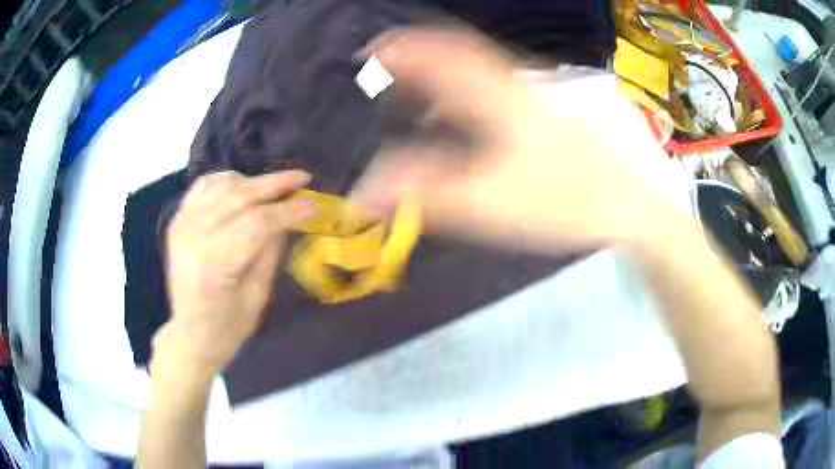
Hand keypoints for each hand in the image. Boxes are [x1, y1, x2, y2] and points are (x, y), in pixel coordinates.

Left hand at [154, 170, 313, 373]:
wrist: (191, 334)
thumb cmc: (228, 327)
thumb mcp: (257, 295)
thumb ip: (270, 251)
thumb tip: (288, 217)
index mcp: (214, 264)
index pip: (257, 223)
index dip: (288, 210)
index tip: (313, 204)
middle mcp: (193, 236)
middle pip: (239, 196)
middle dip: (275, 185)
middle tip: (302, 178)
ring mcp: (182, 224)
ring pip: (222, 185)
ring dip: (252, 181)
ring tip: (275, 186)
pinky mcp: (178, 221)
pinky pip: (203, 186)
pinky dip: (225, 180)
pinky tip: (242, 186)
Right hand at [360, 29, 669, 252]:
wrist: (627, 207)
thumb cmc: (564, 202)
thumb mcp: (490, 203)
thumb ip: (425, 194)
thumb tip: (368, 191)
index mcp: (498, 96)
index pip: (440, 53)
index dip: (401, 47)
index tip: (370, 50)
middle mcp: (516, 84)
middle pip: (459, 50)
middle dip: (417, 51)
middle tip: (385, 64)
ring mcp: (536, 94)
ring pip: (479, 66)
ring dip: (441, 68)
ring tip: (412, 86)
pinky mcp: (547, 111)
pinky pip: (497, 84)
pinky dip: (466, 87)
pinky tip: (461, 111)